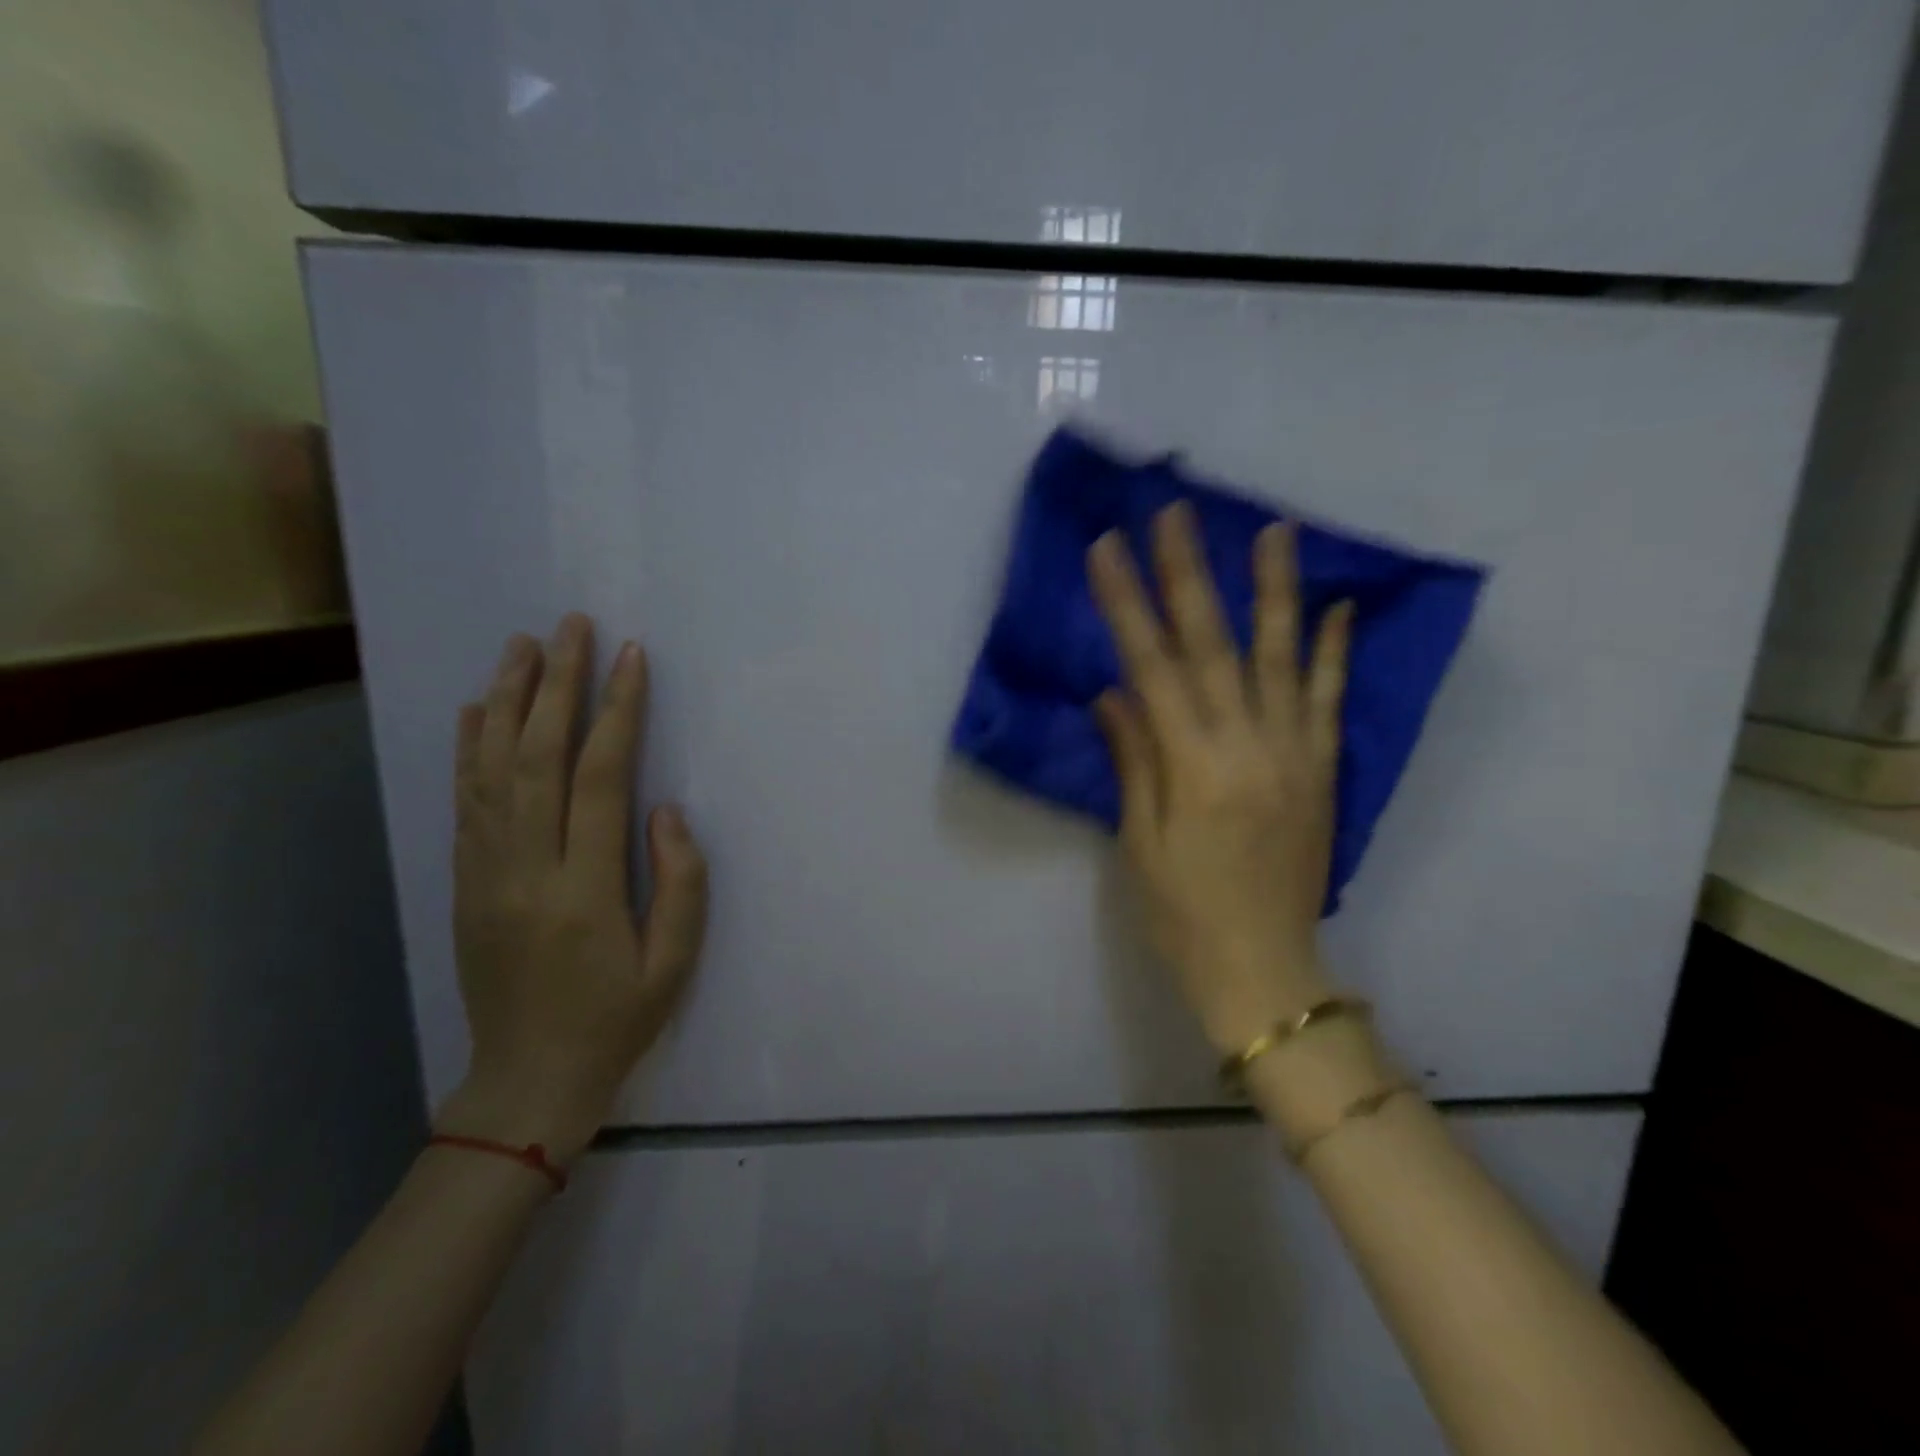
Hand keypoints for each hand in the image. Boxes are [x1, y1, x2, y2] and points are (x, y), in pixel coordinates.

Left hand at [436, 614, 708, 1162]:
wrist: (528, 1079)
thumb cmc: (617, 1019)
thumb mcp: (675, 963)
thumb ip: (679, 882)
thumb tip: (664, 809)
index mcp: (583, 889)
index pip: (598, 778)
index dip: (616, 712)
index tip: (631, 658)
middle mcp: (525, 869)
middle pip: (535, 757)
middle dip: (555, 684)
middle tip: (570, 627)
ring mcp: (485, 873)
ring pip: (490, 770)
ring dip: (506, 701)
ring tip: (522, 646)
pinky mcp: (465, 882)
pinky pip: (465, 802)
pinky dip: (469, 748)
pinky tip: (476, 710)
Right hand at [1088, 504, 1352, 1053]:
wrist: (1264, 970)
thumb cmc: (1183, 913)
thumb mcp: (1140, 842)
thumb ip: (1133, 759)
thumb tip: (1113, 693)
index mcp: (1193, 767)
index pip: (1151, 667)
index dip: (1127, 604)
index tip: (1108, 550)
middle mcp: (1248, 747)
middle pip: (1212, 646)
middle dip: (1189, 574)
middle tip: (1175, 513)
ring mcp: (1294, 754)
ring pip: (1284, 658)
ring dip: (1275, 590)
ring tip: (1273, 529)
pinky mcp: (1324, 771)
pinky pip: (1331, 702)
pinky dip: (1336, 652)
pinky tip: (1339, 606)